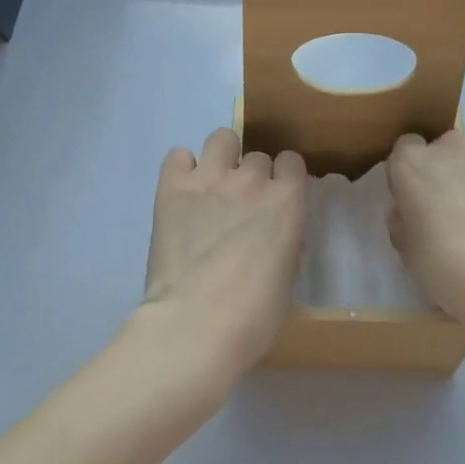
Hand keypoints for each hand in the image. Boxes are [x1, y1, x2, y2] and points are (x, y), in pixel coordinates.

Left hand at [140, 128, 308, 378]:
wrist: (196, 324)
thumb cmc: (253, 316)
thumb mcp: (287, 276)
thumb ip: (284, 240)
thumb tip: (274, 232)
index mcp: (287, 202)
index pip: (292, 162)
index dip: (284, 178)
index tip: (276, 196)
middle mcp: (251, 180)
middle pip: (256, 156)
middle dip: (251, 176)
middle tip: (239, 206)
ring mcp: (210, 179)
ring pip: (222, 138)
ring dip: (221, 158)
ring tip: (211, 186)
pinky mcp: (172, 187)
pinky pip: (178, 156)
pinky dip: (182, 169)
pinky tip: (182, 193)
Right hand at [385, 130, 464, 349]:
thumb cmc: (450, 271)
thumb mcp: (409, 253)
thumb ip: (404, 222)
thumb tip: (408, 211)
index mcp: (412, 164)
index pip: (406, 149)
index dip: (416, 174)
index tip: (423, 199)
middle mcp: (451, 145)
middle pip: (447, 148)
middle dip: (452, 171)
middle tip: (463, 209)